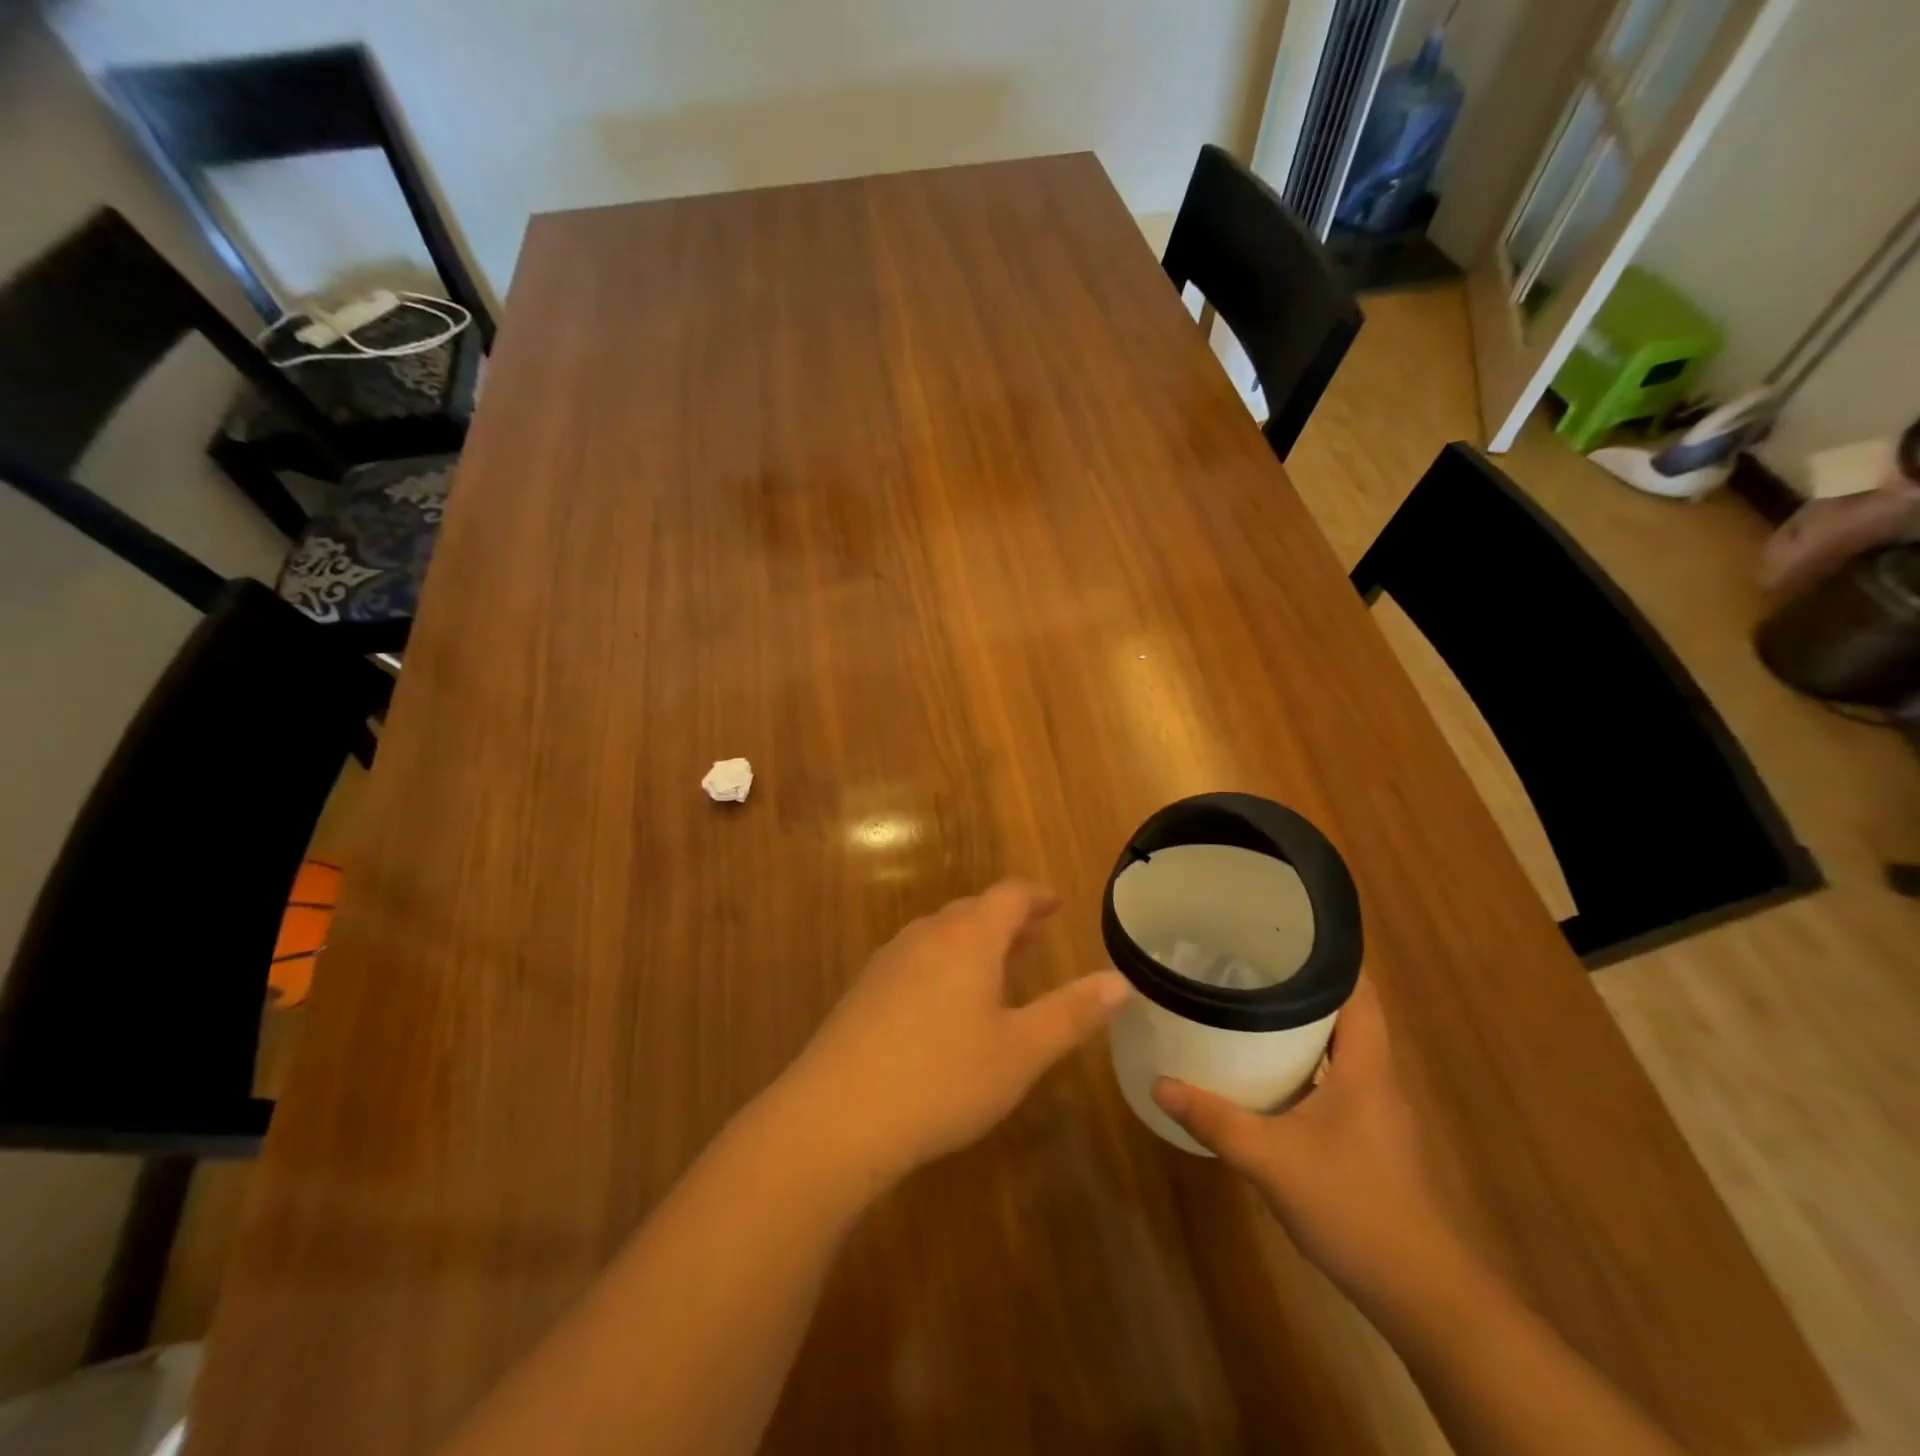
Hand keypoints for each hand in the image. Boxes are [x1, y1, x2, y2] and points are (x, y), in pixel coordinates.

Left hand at [783, 881, 1128, 1186]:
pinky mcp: (864, 989)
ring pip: (940, 935)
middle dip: (1006, 920)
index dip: (1036, 896)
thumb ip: (1071, 1013)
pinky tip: (943, 1004)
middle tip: (1032, 937)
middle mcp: (927, 935)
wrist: (837, 1115)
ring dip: (973, 942)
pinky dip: (943, 964)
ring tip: (994, 968)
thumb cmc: (943, 1078)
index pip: (1009, 895)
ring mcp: (889, 960)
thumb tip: (1120, 981)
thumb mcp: (1020, 1052)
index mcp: (969, 938)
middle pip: (972, 911)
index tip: (1056, 904)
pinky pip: (915, 959)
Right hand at [1150, 974, 1461, 1304]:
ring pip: (1341, 1049)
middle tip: (1248, 964)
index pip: (1360, 993)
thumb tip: (1159, 1083)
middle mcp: (1377, 1079)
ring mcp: (1376, 1111)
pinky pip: (1336, 1079)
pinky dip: (1305, 1063)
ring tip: (1249, 1006)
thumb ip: (1215, 1119)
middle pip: (1347, 1014)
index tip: (1286, 934)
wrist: (1420, 1293)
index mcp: (1366, 1067)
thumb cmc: (1353, 1207)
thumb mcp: (1271, 1160)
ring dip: (1303, 1026)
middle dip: (1303, 986)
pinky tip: (1267, 1072)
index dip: (1332, 957)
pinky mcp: (1369, 1138)